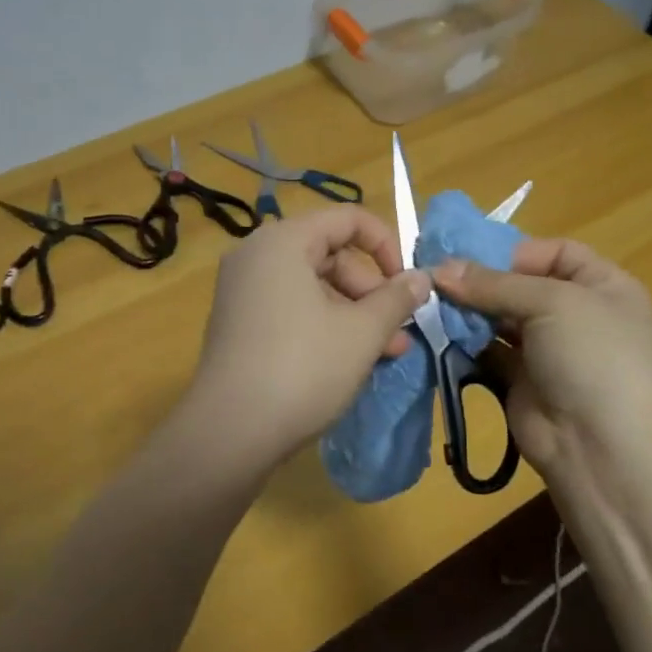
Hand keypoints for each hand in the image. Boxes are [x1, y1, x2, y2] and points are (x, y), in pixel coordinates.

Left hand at [187, 207, 430, 470]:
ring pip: (312, 286)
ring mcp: (241, 291)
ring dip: (353, 313)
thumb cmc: (303, 368)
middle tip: (398, 329)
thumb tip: (421, 277)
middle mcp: (256, 256)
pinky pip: (290, 308)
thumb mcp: (362, 332)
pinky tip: (350, 360)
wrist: (230, 432)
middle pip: (329, 254)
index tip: (406, 284)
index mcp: (283, 241)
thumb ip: (396, 298)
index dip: (386, 245)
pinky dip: (323, 324)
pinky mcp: (237, 324)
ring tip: (387, 352)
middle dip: (371, 290)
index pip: (347, 219)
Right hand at [433, 240, 651, 477]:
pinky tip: (438, 335)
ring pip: (500, 319)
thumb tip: (439, 269)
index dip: (516, 252)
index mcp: (603, 287)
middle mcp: (577, 315)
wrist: (603, 449)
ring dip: (468, 312)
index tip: (472, 258)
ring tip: (430, 305)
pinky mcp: (522, 381)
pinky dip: (465, 343)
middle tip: (435, 280)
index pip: (556, 253)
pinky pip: (488, 352)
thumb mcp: (552, 303)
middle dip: (481, 282)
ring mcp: (549, 350)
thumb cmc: (593, 357)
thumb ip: (494, 284)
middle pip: (521, 285)